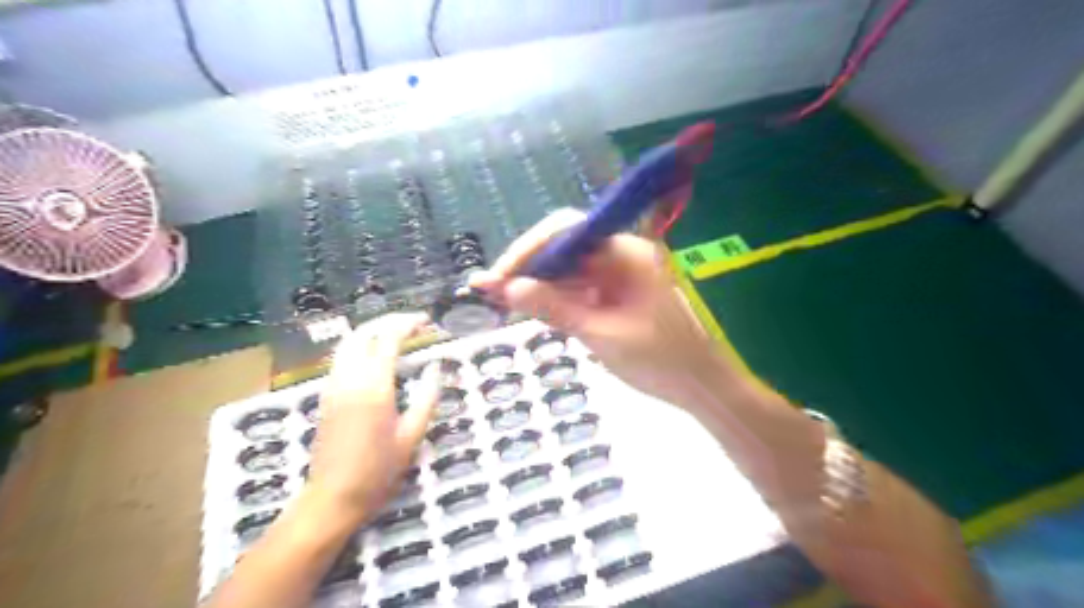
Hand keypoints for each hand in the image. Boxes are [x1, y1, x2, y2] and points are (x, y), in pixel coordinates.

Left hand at [302, 313, 435, 526]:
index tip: (426, 320)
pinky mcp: (326, 395)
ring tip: (396, 333)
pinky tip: (376, 355)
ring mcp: (333, 386)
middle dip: (388, 321)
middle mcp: (349, 379)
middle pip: (363, 333)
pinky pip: (341, 358)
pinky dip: (360, 345)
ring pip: (348, 343)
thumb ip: (426, 397)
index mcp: (374, 387)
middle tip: (412, 322)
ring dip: (372, 330)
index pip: (388, 340)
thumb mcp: (412, 435)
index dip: (407, 324)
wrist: (333, 497)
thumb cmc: (379, 470)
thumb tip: (435, 367)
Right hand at [471, 206, 732, 408]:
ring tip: (502, 302)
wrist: (702, 386)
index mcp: (626, 252)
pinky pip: (581, 285)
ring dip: (539, 284)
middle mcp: (622, 253)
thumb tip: (507, 288)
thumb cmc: (660, 361)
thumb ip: (555, 308)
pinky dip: (558, 297)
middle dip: (528, 268)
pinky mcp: (618, 291)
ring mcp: (621, 272)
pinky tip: (535, 308)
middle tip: (490, 292)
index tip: (498, 278)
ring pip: (569, 268)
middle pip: (564, 248)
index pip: (566, 232)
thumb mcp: (601, 336)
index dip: (527, 251)